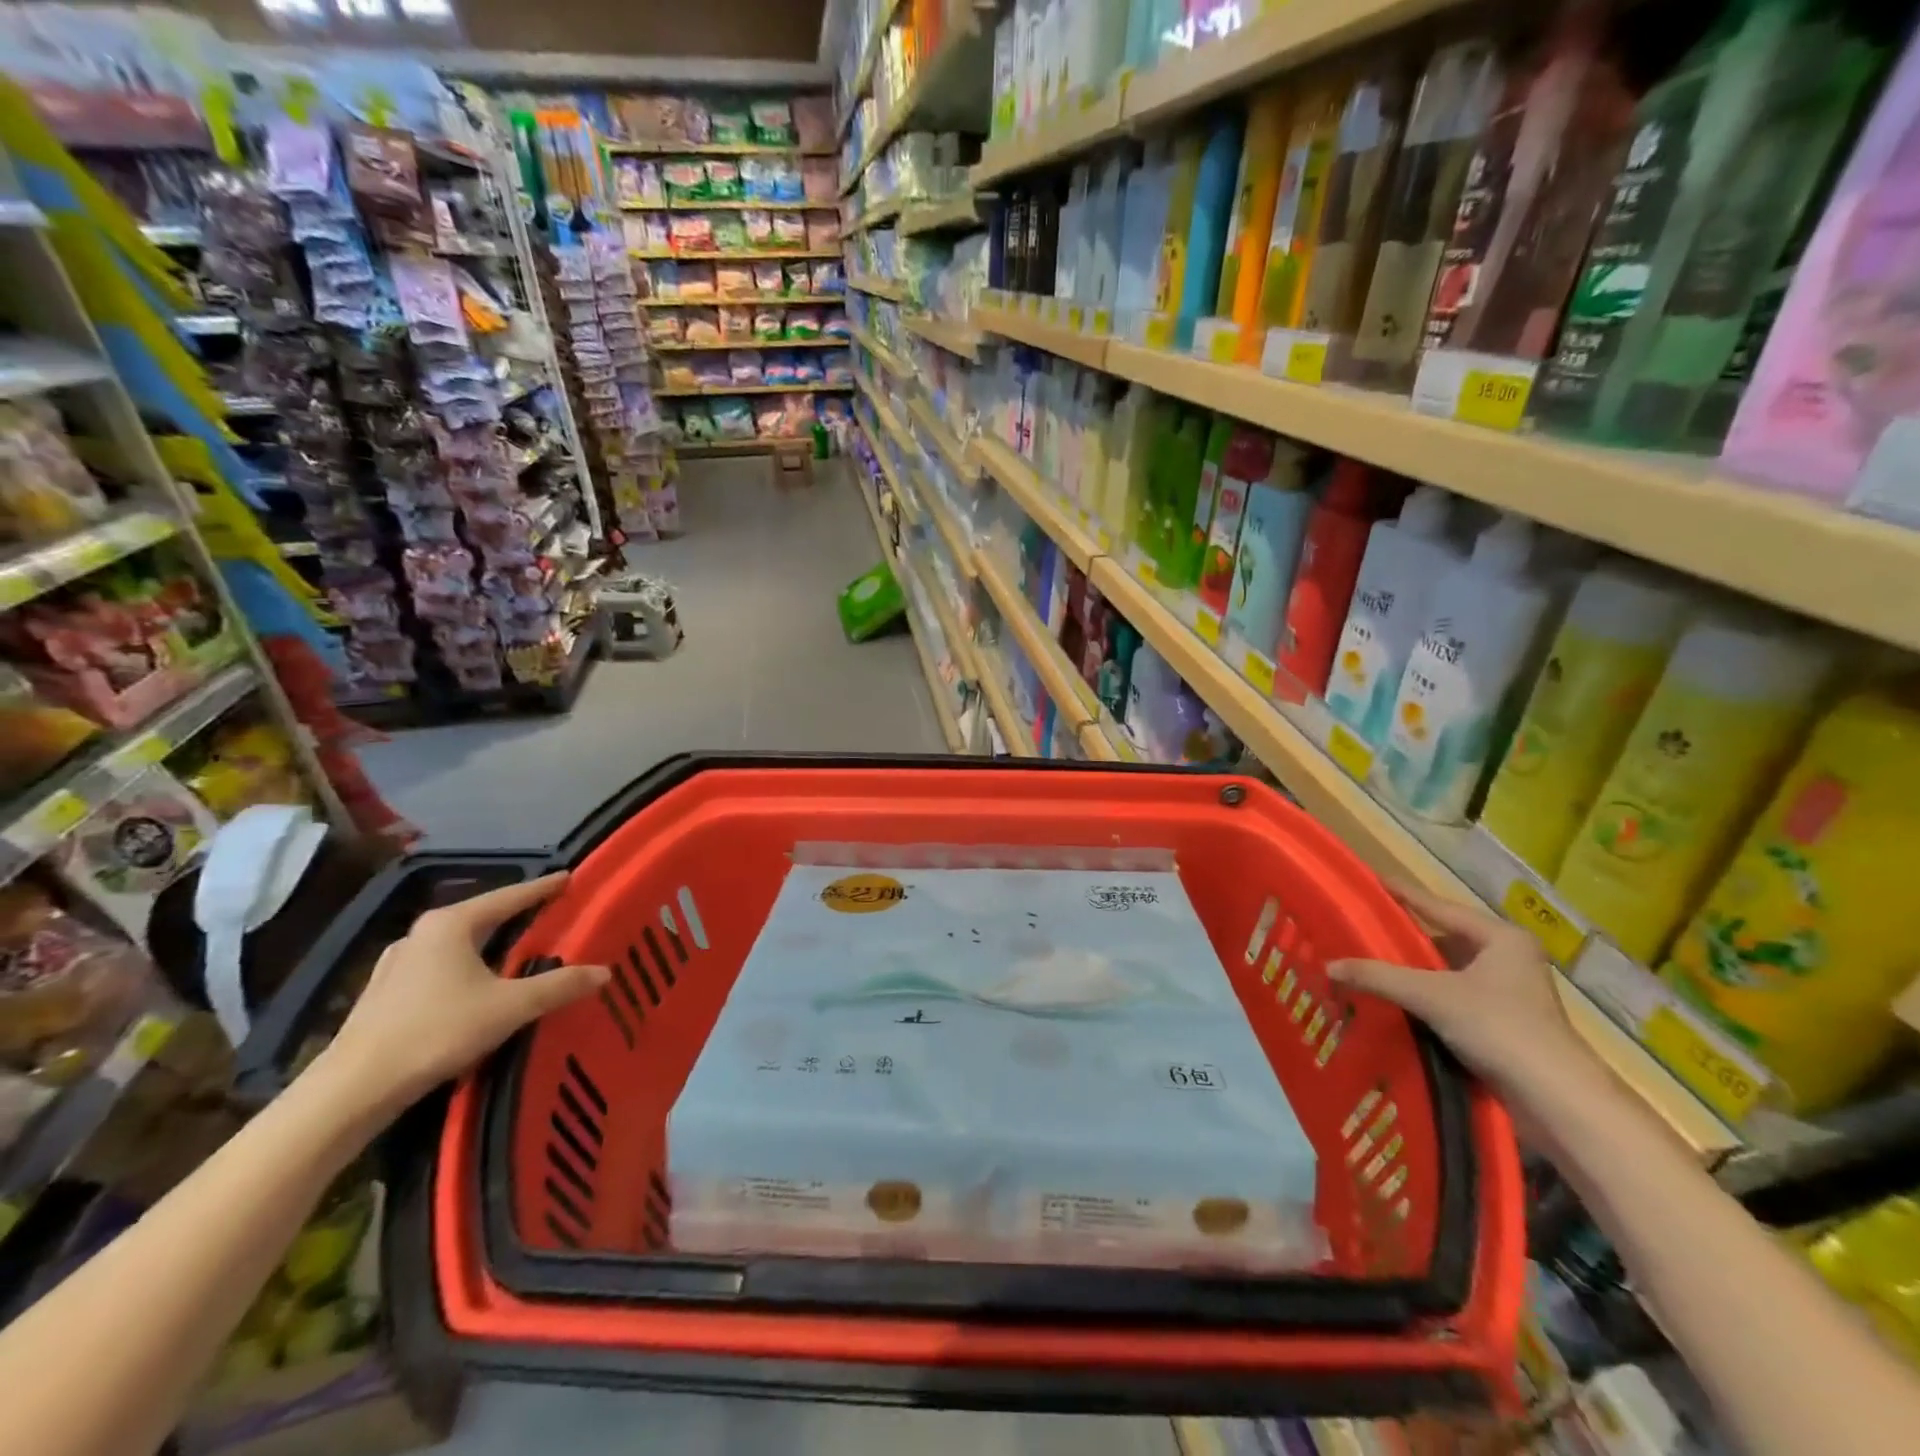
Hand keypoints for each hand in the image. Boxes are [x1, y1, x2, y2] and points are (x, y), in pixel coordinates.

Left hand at [321, 872, 606, 1113]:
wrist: (353, 1088)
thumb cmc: (437, 1032)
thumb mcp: (510, 1007)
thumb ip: (559, 986)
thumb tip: (605, 971)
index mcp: (452, 924)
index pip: (510, 896)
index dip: (543, 888)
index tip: (569, 877)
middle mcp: (422, 933)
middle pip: (482, 915)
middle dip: (516, 913)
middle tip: (550, 913)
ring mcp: (398, 962)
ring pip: (458, 941)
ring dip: (488, 941)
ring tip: (517, 946)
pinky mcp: (385, 991)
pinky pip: (440, 964)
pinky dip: (466, 964)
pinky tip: (475, 981)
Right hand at [1329, 883, 1588, 1095]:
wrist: (1556, 1098)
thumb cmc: (1498, 1027)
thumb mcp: (1430, 995)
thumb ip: (1378, 977)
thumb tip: (1329, 965)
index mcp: (1500, 937)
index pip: (1439, 907)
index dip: (1403, 894)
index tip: (1372, 880)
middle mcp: (1509, 958)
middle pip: (1444, 939)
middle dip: (1405, 939)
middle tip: (1363, 930)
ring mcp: (1510, 992)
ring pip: (1449, 971)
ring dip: (1415, 972)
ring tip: (1372, 965)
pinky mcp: (1506, 1023)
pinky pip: (1455, 997)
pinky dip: (1427, 997)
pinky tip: (1398, 1000)